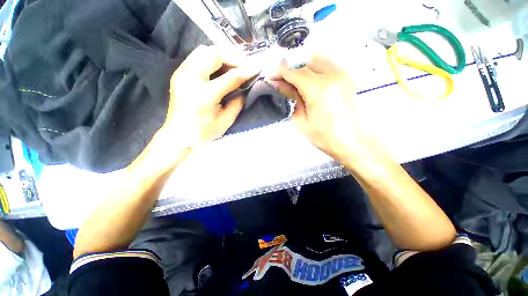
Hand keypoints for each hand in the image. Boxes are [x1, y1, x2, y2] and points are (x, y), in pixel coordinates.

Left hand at [129, 45, 259, 178]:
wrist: (179, 135)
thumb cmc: (204, 132)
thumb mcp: (225, 121)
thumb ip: (237, 104)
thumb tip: (244, 89)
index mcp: (205, 96)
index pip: (230, 77)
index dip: (246, 71)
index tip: (257, 68)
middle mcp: (191, 79)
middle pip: (214, 55)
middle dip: (232, 58)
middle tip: (243, 67)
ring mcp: (182, 74)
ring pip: (203, 51)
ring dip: (221, 56)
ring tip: (232, 66)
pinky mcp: (179, 74)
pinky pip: (196, 57)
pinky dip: (210, 58)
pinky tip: (218, 69)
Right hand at [268, 55, 379, 162]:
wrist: (350, 141)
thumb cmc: (323, 136)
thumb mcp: (301, 119)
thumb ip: (291, 96)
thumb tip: (279, 83)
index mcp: (319, 89)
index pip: (295, 70)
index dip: (280, 71)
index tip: (271, 76)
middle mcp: (333, 75)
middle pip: (305, 59)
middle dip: (290, 66)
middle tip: (281, 79)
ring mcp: (342, 73)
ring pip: (316, 58)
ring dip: (301, 65)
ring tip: (293, 79)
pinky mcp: (346, 76)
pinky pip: (326, 63)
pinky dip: (313, 67)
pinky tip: (307, 79)